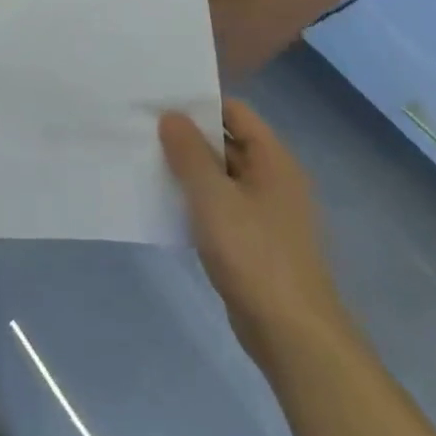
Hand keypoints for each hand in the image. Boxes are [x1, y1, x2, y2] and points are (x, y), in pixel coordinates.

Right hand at [159, 100, 353, 373]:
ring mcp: (265, 213)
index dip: (199, 102)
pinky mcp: (254, 241)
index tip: (159, 100)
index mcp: (273, 160)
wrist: (292, 335)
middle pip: (228, 142)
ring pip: (221, 176)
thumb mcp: (213, 197)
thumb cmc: (254, 254)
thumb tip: (171, 115)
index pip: (235, 112)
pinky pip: (220, 206)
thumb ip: (189, 152)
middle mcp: (274, 180)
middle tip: (142, 127)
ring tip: (145, 159)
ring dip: (189, 169)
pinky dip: (195, 199)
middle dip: (188, 135)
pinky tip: (164, 202)